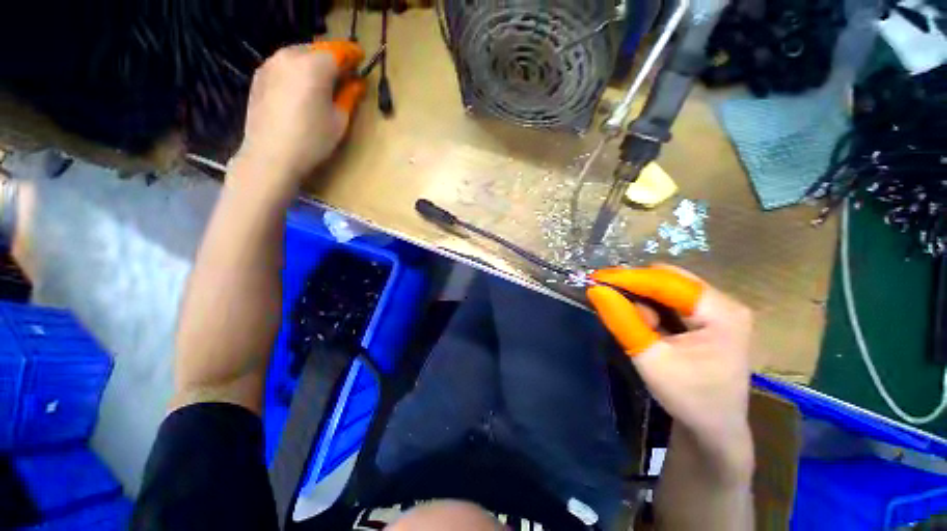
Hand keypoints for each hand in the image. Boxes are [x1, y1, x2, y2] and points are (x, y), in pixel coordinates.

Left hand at [235, 41, 366, 193]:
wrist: (270, 156)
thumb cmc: (312, 141)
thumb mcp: (339, 121)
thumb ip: (349, 96)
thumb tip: (356, 83)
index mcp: (314, 66)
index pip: (339, 51)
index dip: (352, 55)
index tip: (361, 59)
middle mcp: (290, 56)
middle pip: (317, 50)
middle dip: (333, 59)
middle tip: (344, 75)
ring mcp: (270, 64)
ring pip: (299, 55)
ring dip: (314, 64)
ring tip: (323, 82)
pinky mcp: (259, 76)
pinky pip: (284, 65)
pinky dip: (297, 71)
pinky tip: (302, 89)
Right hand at [587, 266, 752, 465]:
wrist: (715, 428)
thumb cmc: (688, 397)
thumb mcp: (650, 359)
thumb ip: (623, 321)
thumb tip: (596, 291)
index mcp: (722, 313)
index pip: (667, 282)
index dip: (629, 278)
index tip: (596, 278)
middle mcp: (725, 303)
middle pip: (670, 279)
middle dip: (635, 285)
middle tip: (605, 293)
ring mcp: (719, 309)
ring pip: (669, 287)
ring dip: (641, 295)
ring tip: (626, 313)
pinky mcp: (710, 317)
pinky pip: (673, 299)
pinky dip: (651, 303)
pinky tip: (641, 318)